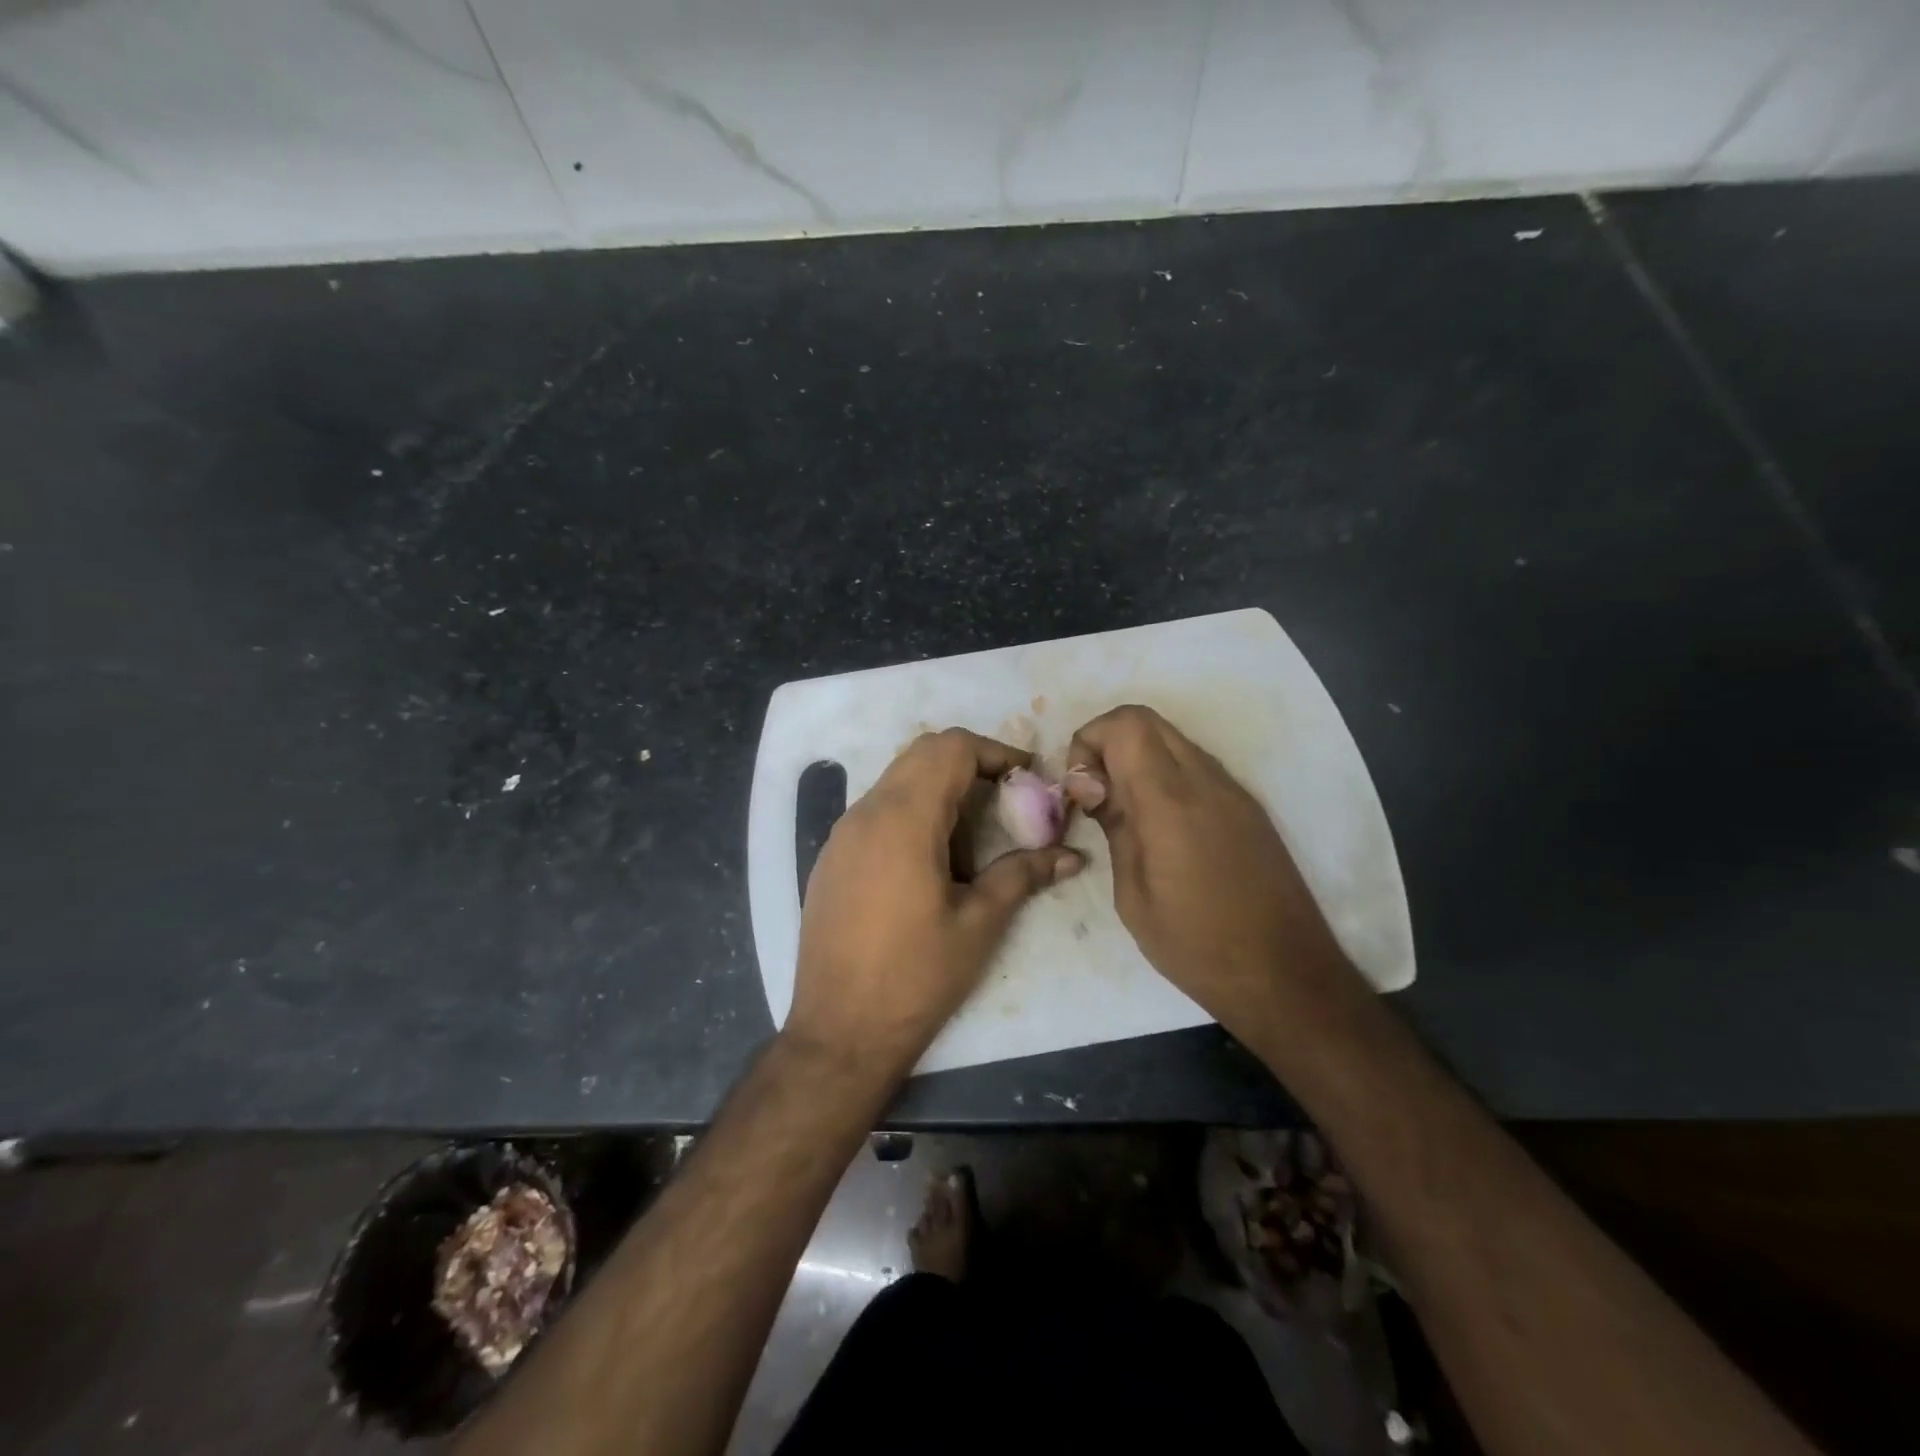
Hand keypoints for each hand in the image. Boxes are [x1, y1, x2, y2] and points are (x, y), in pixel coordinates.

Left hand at [786, 728, 1083, 1079]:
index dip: (994, 752)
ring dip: (938, 786)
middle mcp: (866, 813)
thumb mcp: (979, 924)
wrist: (839, 1031)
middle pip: (921, 753)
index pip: (950, 748)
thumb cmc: (916, 977)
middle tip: (1005, 797)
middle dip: (969, 762)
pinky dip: (911, 809)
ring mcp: (842, 834)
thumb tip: (1072, 855)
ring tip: (972, 830)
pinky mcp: (831, 857)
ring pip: (896, 779)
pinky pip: (876, 809)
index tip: (1026, 777)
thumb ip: (1023, 875)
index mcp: (904, 820)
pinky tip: (930, 857)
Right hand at [1063, 706, 1350, 1037]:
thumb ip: (1114, 825)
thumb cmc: (1196, 946)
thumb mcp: (1133, 894)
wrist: (1286, 977)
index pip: (1124, 725)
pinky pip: (1195, 765)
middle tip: (1094, 794)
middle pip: (1146, 719)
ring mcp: (1233, 790)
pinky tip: (1158, 825)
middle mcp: (1206, 781)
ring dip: (1137, 757)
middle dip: (1107, 742)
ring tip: (1122, 811)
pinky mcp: (1248, 806)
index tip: (1080, 790)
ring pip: (1172, 739)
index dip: (1089, 742)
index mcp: (1171, 802)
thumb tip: (1090, 784)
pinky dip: (1164, 774)